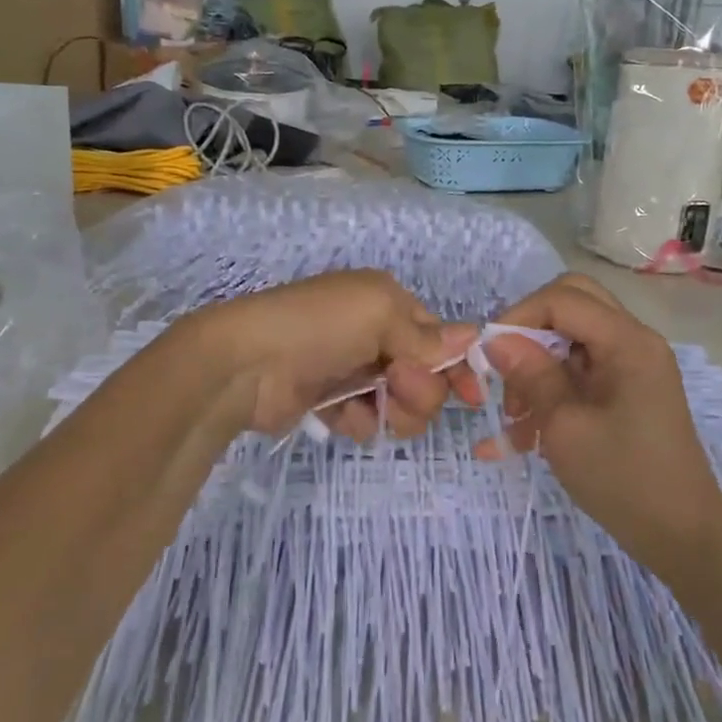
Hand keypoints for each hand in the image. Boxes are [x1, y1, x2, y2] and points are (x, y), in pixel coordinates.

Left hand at [178, 271, 481, 439]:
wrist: (246, 364)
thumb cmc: (319, 326)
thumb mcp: (379, 314)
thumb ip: (428, 336)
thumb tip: (475, 337)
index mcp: (387, 301)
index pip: (439, 336)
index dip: (457, 365)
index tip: (472, 396)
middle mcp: (374, 333)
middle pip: (425, 374)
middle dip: (419, 388)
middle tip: (393, 383)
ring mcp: (352, 368)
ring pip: (401, 402)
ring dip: (393, 409)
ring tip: (368, 406)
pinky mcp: (331, 402)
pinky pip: (368, 418)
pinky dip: (361, 420)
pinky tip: (342, 416)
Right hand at [481, 274, 721, 574]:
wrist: (683, 539)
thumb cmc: (623, 481)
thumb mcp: (564, 426)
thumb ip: (530, 374)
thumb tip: (495, 338)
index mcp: (628, 342)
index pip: (563, 298)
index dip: (519, 317)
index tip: (489, 355)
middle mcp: (635, 342)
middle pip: (571, 306)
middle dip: (529, 333)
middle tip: (504, 370)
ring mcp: (634, 367)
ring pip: (571, 341)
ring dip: (537, 368)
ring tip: (514, 418)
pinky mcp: (629, 392)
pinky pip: (581, 374)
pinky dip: (552, 392)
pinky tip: (524, 435)